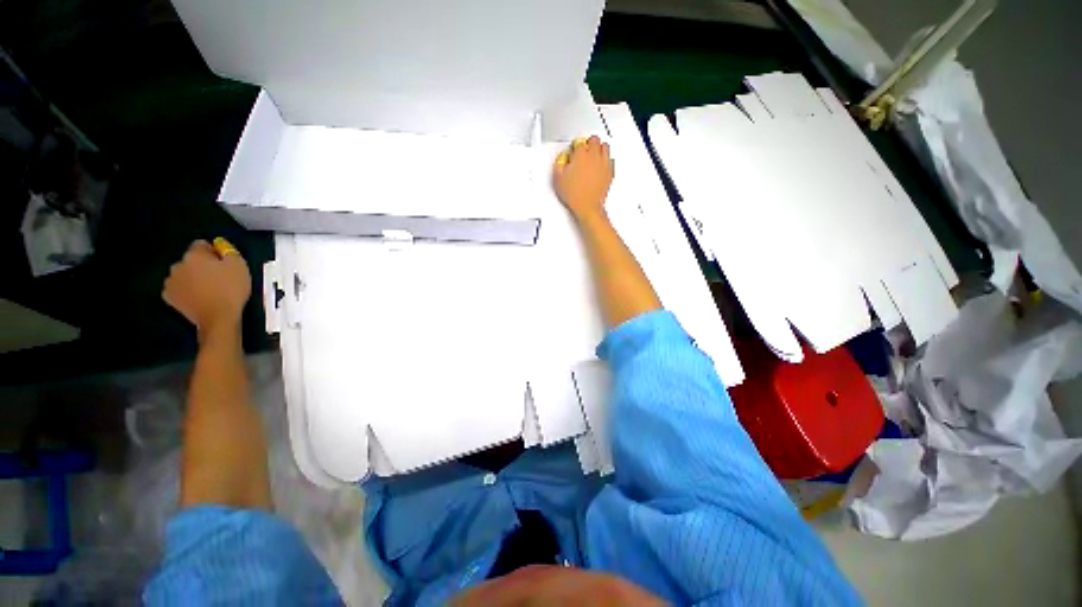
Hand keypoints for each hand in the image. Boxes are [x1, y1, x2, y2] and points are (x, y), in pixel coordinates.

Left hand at [163, 239, 250, 340]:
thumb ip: (229, 252)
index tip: (224, 262)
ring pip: (183, 274)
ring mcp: (170, 281)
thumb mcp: (239, 266)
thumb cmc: (230, 289)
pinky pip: (178, 288)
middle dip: (201, 265)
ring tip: (208, 289)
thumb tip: (220, 245)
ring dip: (193, 277)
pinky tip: (197, 297)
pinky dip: (186, 290)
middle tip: (218, 277)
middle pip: (191, 260)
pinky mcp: (169, 297)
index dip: (214, 252)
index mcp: (194, 255)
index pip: (201, 244)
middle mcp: (178, 264)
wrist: (218, 317)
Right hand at [553, 136, 613, 221]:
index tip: (572, 152)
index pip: (579, 141)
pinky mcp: (609, 172)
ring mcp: (603, 164)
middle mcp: (594, 156)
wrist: (587, 207)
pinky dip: (605, 160)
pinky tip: (599, 166)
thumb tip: (563, 158)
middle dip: (588, 144)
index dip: (574, 146)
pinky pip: (610, 160)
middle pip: (594, 140)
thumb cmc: (575, 194)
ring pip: (605, 147)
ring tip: (592, 156)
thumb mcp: (558, 177)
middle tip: (583, 151)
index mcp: (581, 154)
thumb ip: (559, 163)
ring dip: (598, 149)